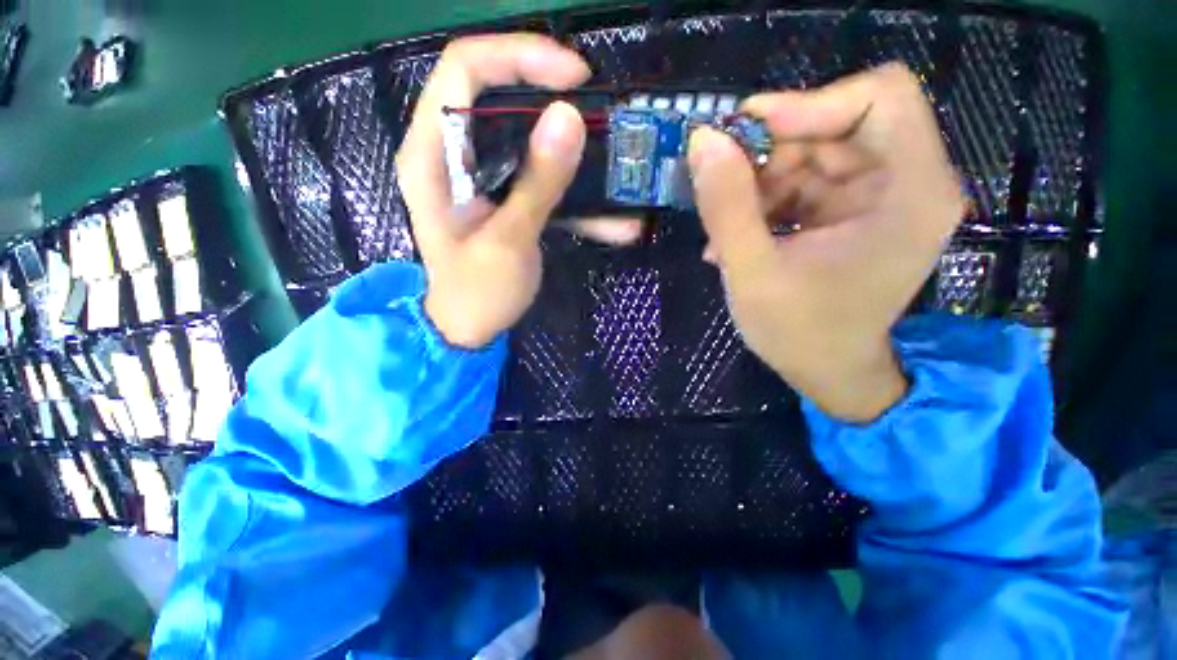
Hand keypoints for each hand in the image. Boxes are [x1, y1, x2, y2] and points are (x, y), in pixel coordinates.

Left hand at [397, 34, 639, 348]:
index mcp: (432, 155)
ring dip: (570, 150)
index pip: (465, 70)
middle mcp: (452, 154)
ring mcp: (480, 176)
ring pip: (525, 137)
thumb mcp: (508, 241)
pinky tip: (612, 220)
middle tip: (597, 112)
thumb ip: (537, 183)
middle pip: (498, 95)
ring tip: (612, 164)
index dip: (520, 57)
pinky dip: (574, 195)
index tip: (574, 77)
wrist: (469, 328)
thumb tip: (569, 118)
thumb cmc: (477, 293)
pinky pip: (539, 178)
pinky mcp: (504, 196)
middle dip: (551, 97)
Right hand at [688, 64, 964, 421]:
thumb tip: (703, 141)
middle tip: (720, 187)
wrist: (826, 372)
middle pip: (836, 126)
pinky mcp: (852, 212)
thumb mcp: (752, 272)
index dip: (808, 104)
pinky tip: (737, 237)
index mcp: (910, 191)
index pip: (879, 96)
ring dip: (760, 183)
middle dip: (771, 153)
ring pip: (812, 154)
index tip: (743, 134)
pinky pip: (804, 183)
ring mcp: (879, 197)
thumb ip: (727, 207)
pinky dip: (765, 202)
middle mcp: (907, 182)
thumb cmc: (799, 333)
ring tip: (724, 227)